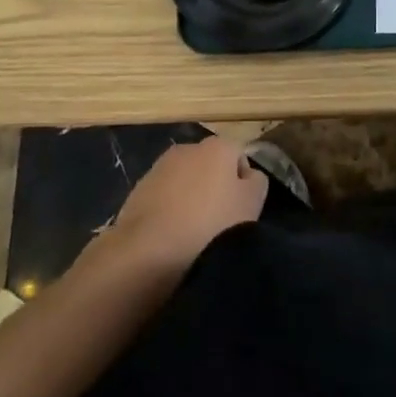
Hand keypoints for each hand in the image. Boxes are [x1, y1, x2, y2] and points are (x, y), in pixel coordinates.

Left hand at [106, 137, 267, 273]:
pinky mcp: (138, 189)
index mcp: (217, 146)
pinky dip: (169, 210)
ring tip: (193, 232)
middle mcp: (187, 148)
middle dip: (215, 187)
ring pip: (185, 181)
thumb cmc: (210, 225)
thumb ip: (257, 182)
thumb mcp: (251, 205)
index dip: (244, 183)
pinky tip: (170, 236)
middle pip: (210, 165)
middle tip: (220, 221)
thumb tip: (249, 175)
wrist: (148, 250)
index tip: (242, 210)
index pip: (239, 156)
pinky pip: (164, 197)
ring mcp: (159, 167)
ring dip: (190, 198)